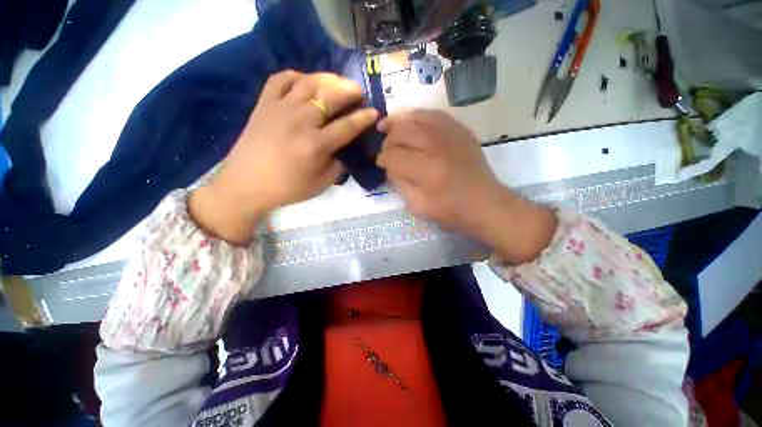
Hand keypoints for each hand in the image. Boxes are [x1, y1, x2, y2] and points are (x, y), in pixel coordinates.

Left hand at [190, 71, 378, 244]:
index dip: (364, 118)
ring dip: (327, 79)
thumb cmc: (287, 188)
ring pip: (308, 83)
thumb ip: (337, 166)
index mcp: (316, 145)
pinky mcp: (263, 105)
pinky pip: (279, 80)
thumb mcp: (320, 184)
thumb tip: (343, 151)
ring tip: (337, 81)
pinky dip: (295, 76)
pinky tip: (304, 81)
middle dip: (349, 90)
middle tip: (358, 90)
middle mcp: (301, 122)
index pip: (347, 126)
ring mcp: (280, 109)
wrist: (245, 185)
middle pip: (330, 97)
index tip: (374, 112)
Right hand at [376, 110, 556, 263]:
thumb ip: (399, 184)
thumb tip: (389, 166)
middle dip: (388, 139)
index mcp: (428, 171)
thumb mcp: (418, 207)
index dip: (382, 159)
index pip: (395, 157)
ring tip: (386, 124)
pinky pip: (434, 115)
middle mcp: (438, 147)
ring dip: (398, 120)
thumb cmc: (452, 212)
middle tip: (384, 148)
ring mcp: (452, 135)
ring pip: (416, 118)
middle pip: (403, 133)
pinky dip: (417, 115)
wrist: (486, 204)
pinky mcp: (461, 131)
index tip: (379, 162)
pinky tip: (409, 120)